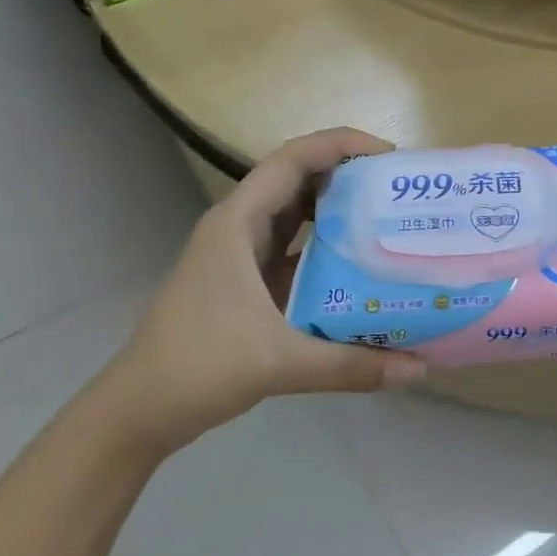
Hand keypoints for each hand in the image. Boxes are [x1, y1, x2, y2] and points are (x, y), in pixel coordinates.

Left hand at [101, 128, 425, 447]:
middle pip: (297, 179)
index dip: (341, 145)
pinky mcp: (245, 282)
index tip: (388, 156)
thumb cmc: (198, 367)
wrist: (139, 410)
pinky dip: (325, 248)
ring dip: (337, 210)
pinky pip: (292, 250)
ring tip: (387, 220)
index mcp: (238, 223)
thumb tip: (417, 369)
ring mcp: (240, 255)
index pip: (293, 159)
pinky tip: (358, 267)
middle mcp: (239, 228)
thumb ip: (350, 365)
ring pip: (295, 215)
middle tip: (397, 189)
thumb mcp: (279, 362)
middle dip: (347, 175)